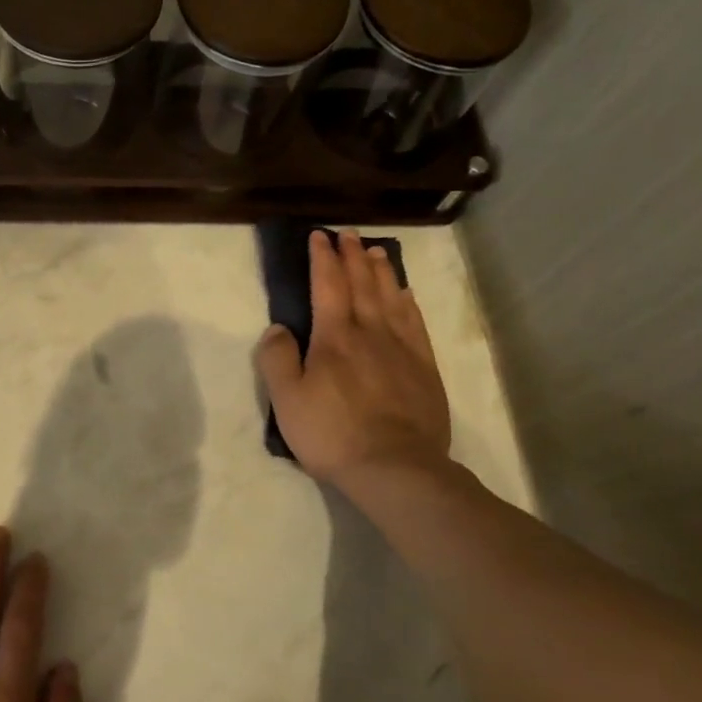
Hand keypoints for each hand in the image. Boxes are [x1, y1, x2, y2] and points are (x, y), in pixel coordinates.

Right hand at [257, 228, 451, 487]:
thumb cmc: (332, 433)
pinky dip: (408, 302)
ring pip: (391, 298)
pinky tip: (406, 294)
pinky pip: (415, 323)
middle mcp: (370, 332)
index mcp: (334, 337)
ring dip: (381, 271)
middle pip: (362, 284)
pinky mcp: (424, 368)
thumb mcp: (287, 400)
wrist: (395, 467)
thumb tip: (277, 328)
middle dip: (351, 256)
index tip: (318, 236)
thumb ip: (277, 359)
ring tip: (375, 252)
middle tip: (347, 234)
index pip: (327, 286)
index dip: (322, 259)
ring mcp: (402, 349)